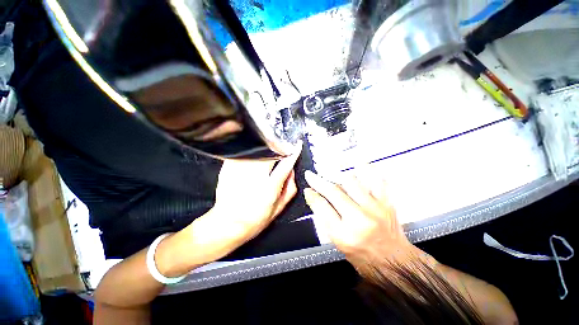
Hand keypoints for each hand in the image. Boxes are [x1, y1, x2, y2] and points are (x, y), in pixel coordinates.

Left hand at [213, 154, 299, 239]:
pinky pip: (243, 153)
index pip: (286, 164)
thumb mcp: (279, 208)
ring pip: (256, 150)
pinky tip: (252, 161)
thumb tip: (292, 172)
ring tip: (267, 155)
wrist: (228, 224)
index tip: (297, 146)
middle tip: (280, 150)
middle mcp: (255, 177)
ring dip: (264, 150)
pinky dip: (251, 153)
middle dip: (278, 148)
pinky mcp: (229, 169)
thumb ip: (290, 189)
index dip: (293, 153)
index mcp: (270, 187)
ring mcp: (240, 171)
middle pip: (270, 153)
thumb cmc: (254, 219)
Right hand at [303, 171, 423, 270]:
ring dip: (336, 172)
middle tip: (311, 175)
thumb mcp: (337, 241)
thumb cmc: (364, 255)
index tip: (308, 189)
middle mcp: (360, 219)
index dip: (312, 195)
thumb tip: (313, 197)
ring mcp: (374, 208)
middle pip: (334, 192)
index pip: (322, 206)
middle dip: (318, 181)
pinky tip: (357, 164)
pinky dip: (366, 169)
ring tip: (327, 166)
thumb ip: (323, 217)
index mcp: (344, 234)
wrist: (393, 261)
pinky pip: (376, 179)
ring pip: (351, 182)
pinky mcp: (385, 202)